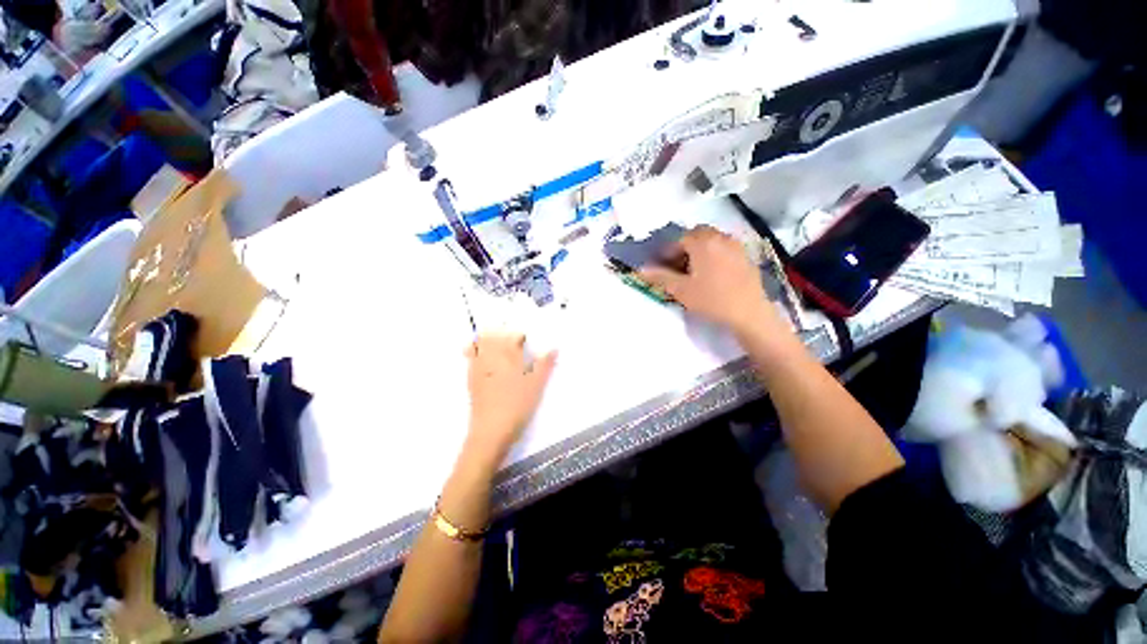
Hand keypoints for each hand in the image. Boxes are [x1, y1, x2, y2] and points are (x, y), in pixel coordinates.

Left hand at [464, 334, 557, 464]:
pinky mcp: (471, 378)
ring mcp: (478, 367)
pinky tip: (477, 353)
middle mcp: (492, 357)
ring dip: (487, 338)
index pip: (514, 336)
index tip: (526, 341)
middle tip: (510, 338)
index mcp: (510, 356)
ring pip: (480, 343)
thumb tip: (554, 348)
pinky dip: (473, 349)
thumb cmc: (518, 404)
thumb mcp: (537, 385)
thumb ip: (545, 365)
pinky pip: (470, 356)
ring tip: (494, 340)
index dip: (521, 336)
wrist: (492, 429)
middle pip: (494, 336)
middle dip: (502, 332)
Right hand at [637, 226, 778, 335]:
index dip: (668, 252)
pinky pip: (724, 247)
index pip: (679, 239)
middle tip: (677, 265)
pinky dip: (714, 253)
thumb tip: (641, 269)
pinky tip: (712, 272)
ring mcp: (736, 245)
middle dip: (684, 247)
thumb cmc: (711, 300)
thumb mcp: (681, 290)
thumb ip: (660, 276)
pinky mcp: (746, 256)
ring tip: (694, 270)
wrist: (749, 313)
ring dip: (699, 249)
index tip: (661, 265)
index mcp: (702, 242)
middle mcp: (720, 237)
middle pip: (697, 234)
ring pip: (712, 239)